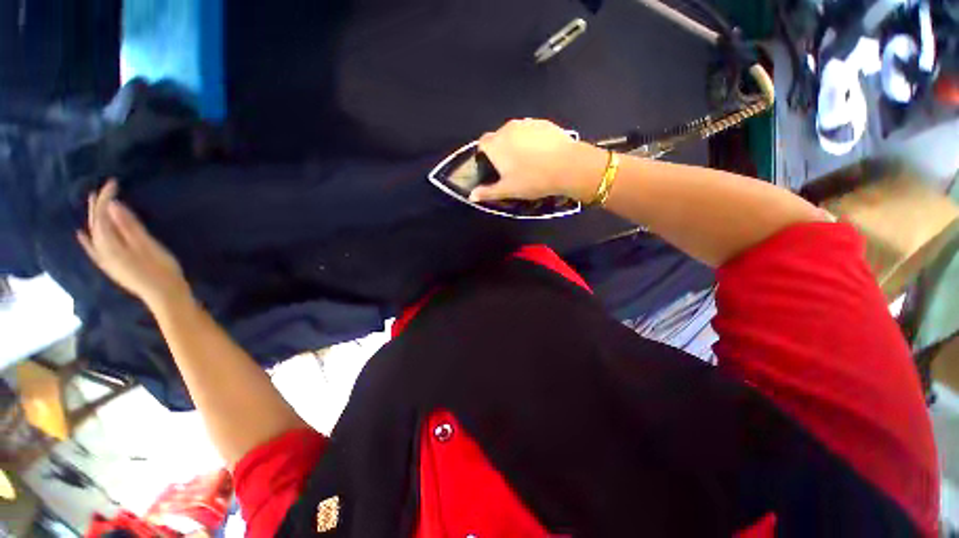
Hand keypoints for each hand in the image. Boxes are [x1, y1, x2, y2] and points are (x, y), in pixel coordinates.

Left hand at [77, 180, 190, 308]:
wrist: (165, 296)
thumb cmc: (162, 270)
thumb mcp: (148, 246)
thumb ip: (129, 227)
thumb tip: (113, 205)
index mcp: (111, 244)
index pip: (103, 215)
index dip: (107, 197)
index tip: (115, 182)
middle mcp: (103, 250)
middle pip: (96, 223)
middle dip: (100, 204)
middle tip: (107, 187)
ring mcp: (105, 260)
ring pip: (94, 234)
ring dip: (94, 217)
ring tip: (96, 202)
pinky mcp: (111, 266)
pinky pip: (93, 250)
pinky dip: (87, 240)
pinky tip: (82, 235)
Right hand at [469, 119, 607, 203]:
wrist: (567, 166)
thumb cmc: (532, 180)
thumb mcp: (508, 190)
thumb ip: (487, 192)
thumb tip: (471, 196)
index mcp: (496, 144)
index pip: (482, 143)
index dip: (484, 154)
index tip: (491, 166)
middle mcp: (508, 128)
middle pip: (498, 137)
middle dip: (501, 149)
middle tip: (511, 167)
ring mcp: (527, 123)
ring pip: (516, 132)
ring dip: (516, 143)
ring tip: (528, 160)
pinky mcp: (544, 122)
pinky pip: (531, 130)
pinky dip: (531, 140)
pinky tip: (541, 153)